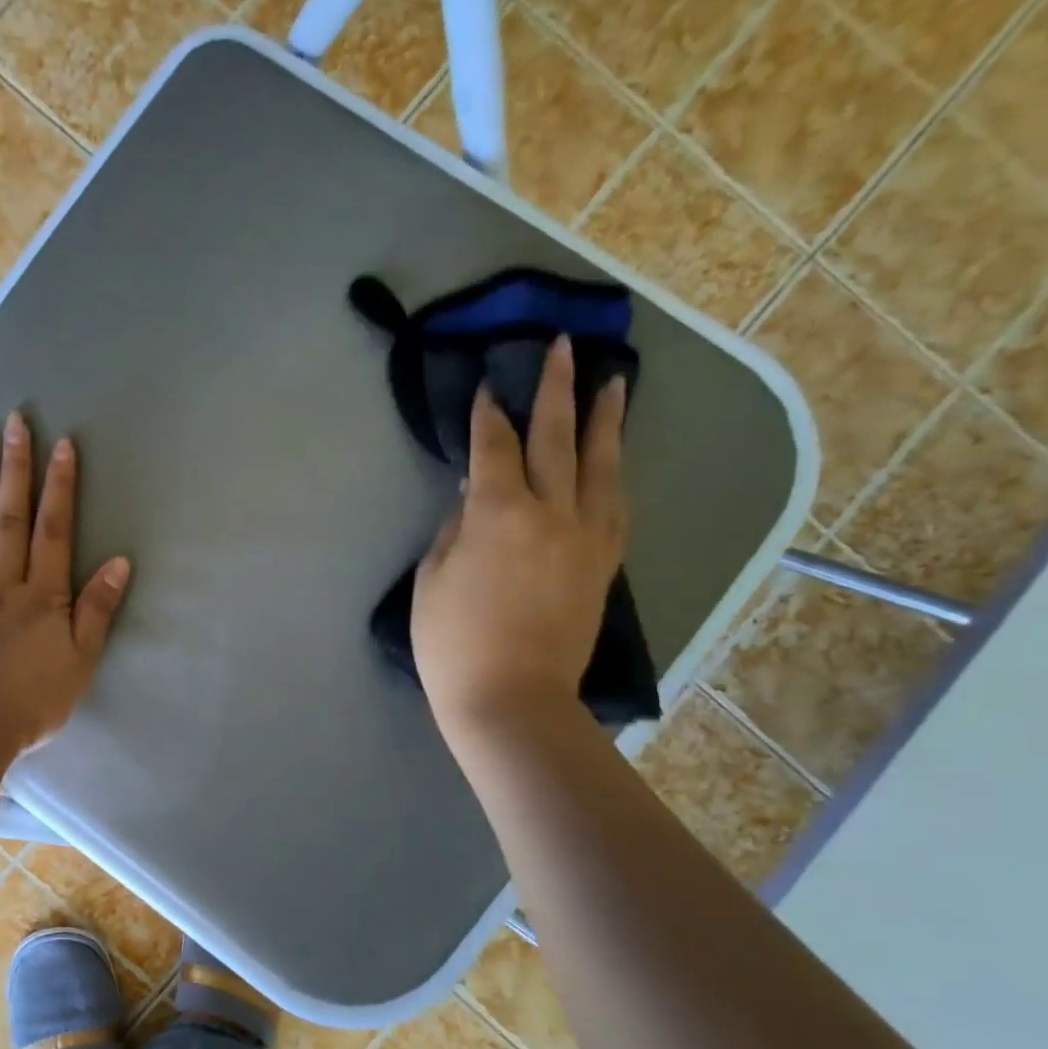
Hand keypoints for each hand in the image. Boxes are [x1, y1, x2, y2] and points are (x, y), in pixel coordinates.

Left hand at [0, 412, 131, 754]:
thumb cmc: (30, 703)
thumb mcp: (80, 662)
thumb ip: (97, 611)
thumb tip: (120, 562)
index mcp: (42, 596)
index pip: (54, 531)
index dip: (60, 487)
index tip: (61, 445)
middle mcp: (1, 584)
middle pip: (10, 519)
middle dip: (16, 469)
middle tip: (14, 421)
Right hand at [412, 335, 626, 736]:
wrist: (512, 700)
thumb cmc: (453, 643)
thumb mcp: (431, 580)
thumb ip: (455, 529)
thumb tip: (475, 499)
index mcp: (500, 514)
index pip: (495, 448)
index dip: (488, 415)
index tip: (488, 386)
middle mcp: (552, 513)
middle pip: (557, 438)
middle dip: (556, 389)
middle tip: (562, 348)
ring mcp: (586, 538)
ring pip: (601, 464)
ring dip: (605, 420)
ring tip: (614, 383)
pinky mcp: (603, 564)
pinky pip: (616, 505)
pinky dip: (614, 473)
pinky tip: (614, 460)